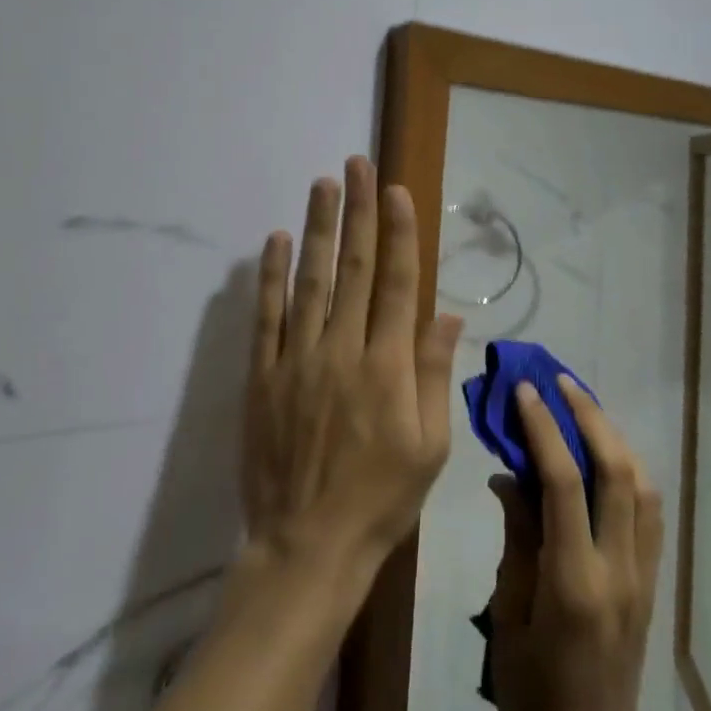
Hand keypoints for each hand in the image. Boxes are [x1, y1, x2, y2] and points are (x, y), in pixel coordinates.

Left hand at [241, 157, 464, 578]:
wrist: (308, 546)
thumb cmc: (381, 498)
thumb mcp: (430, 445)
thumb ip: (435, 373)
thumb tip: (447, 313)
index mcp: (388, 366)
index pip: (397, 283)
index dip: (399, 232)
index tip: (395, 190)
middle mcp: (343, 350)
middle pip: (354, 268)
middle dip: (358, 212)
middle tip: (357, 164)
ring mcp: (298, 360)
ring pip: (310, 281)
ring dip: (317, 229)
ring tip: (322, 184)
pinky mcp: (263, 376)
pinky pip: (267, 317)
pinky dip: (270, 276)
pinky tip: (274, 240)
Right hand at [488, 378, 665, 710]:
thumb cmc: (532, 691)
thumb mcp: (507, 615)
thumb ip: (516, 538)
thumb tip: (509, 475)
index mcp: (574, 581)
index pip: (564, 483)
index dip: (544, 428)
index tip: (525, 391)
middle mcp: (618, 569)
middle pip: (617, 473)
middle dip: (589, 417)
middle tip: (560, 382)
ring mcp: (643, 575)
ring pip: (643, 486)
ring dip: (614, 437)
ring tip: (583, 407)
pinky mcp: (652, 582)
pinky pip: (650, 513)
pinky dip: (630, 471)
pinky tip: (607, 455)